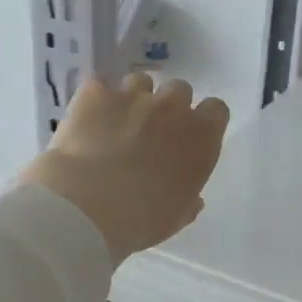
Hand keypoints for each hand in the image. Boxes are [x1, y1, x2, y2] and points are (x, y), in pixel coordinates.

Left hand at [21, 73, 229, 265]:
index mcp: (200, 138)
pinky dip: (96, 100)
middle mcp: (171, 108)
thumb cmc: (140, 219)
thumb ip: (188, 200)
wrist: (85, 207)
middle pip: (179, 90)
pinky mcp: (95, 93)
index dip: (203, 121)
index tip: (190, 137)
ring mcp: (132, 95)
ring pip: (140, 82)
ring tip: (116, 124)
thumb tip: (192, 198)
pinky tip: (87, 119)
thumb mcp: (176, 218)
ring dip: (134, 99)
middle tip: (151, 133)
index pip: (216, 110)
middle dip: (168, 107)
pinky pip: (100, 85)